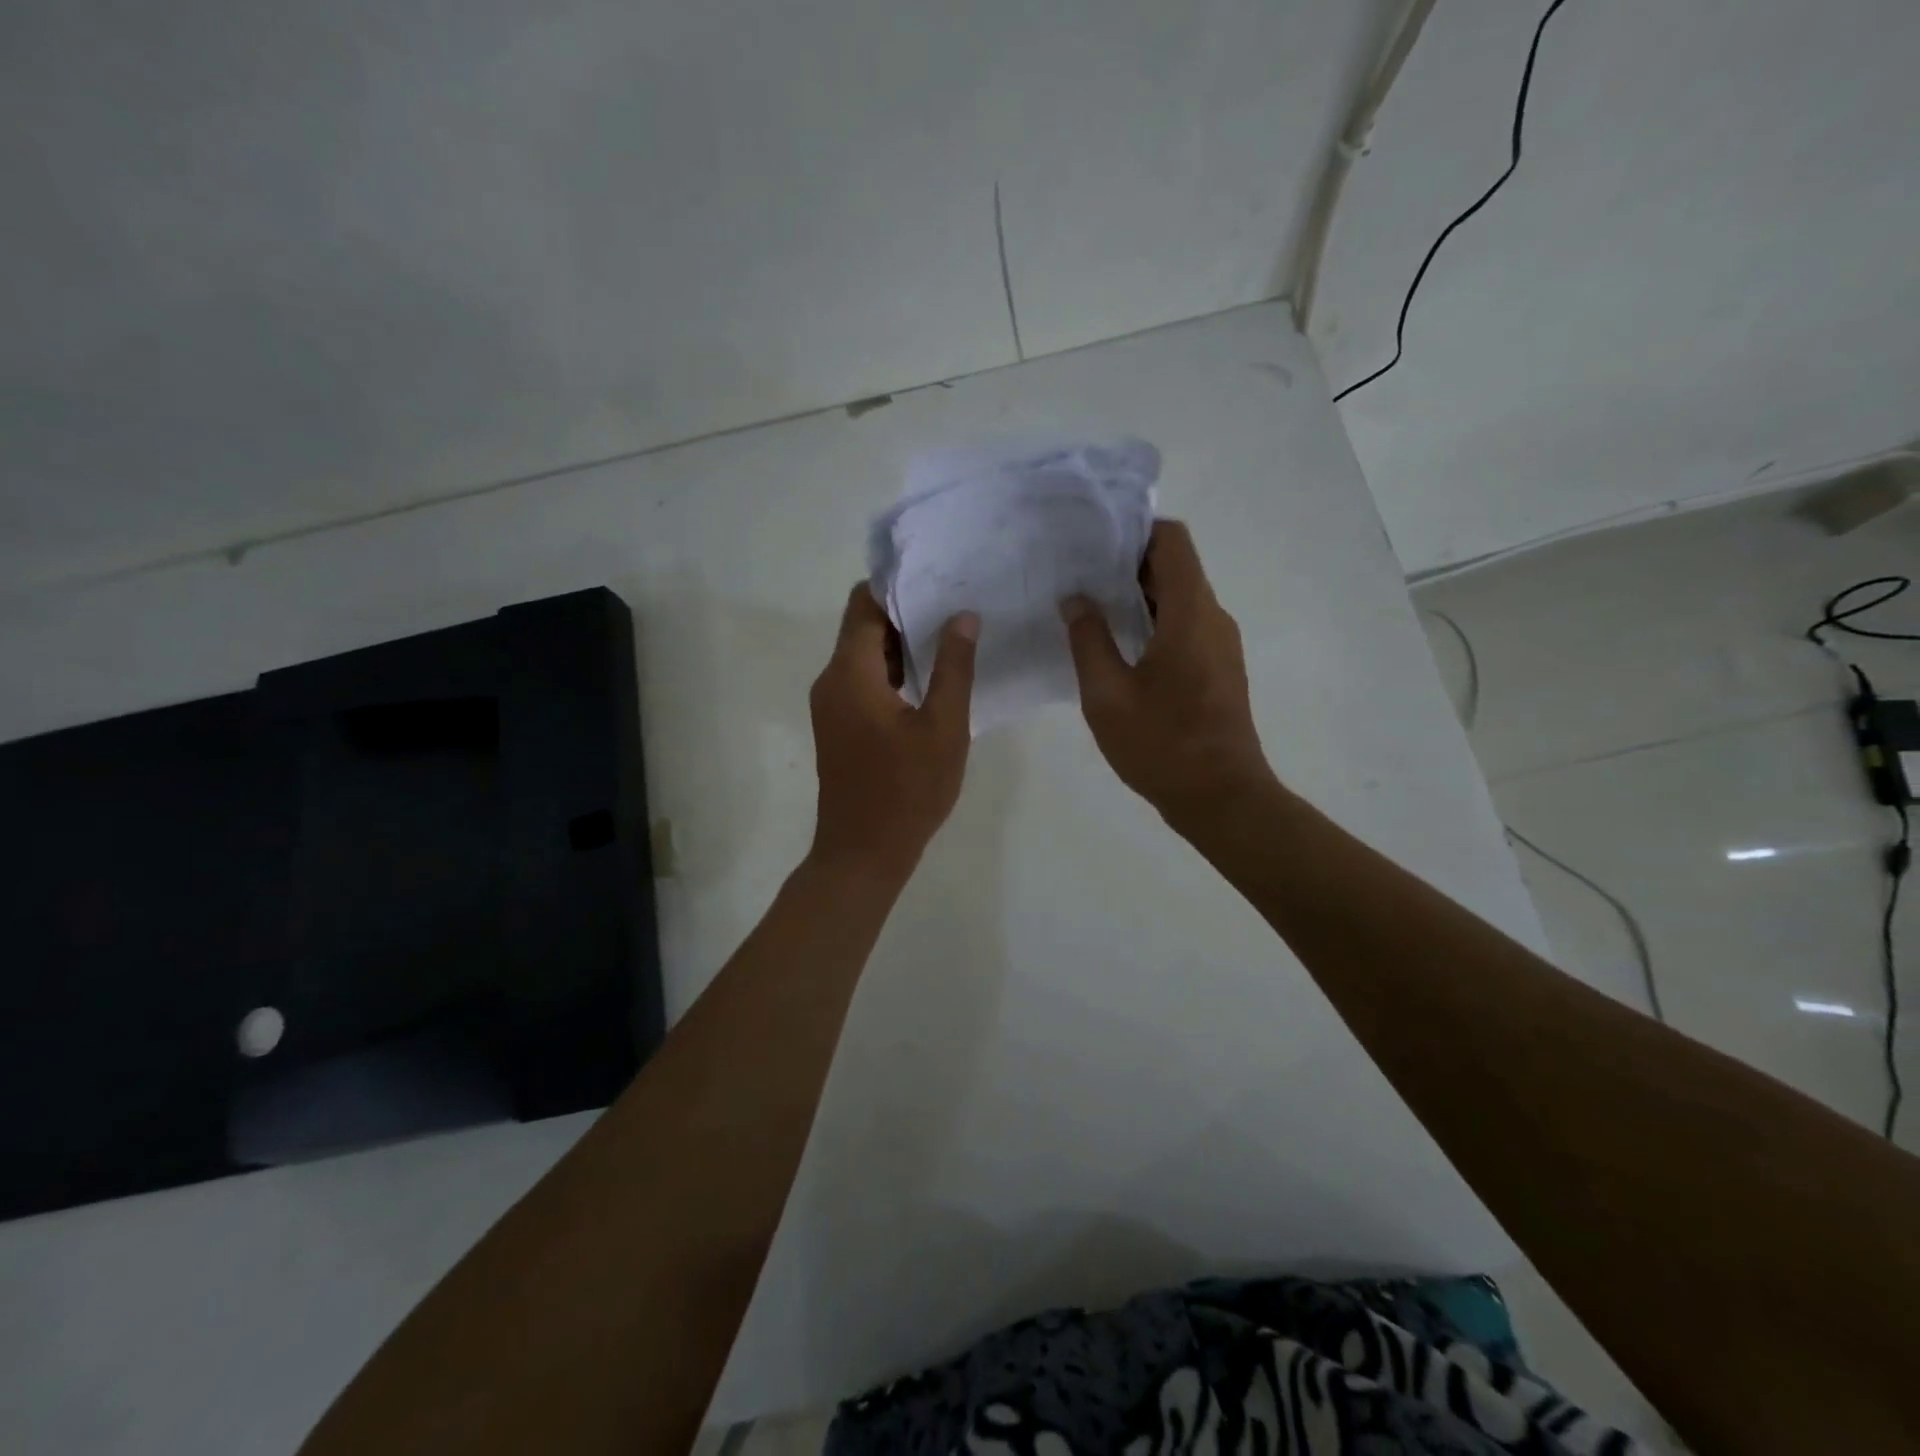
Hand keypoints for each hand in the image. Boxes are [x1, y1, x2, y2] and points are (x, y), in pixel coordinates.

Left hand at [808, 583, 978, 878]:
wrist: (863, 853)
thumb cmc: (907, 790)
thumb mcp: (943, 727)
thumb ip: (953, 667)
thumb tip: (963, 616)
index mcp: (850, 672)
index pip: (864, 603)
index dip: (898, 585)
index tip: (938, 575)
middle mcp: (831, 680)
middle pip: (862, 626)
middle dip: (905, 612)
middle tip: (955, 603)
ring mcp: (831, 705)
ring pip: (864, 656)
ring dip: (901, 644)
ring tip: (950, 636)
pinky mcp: (838, 727)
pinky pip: (863, 682)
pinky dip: (892, 672)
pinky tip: (931, 678)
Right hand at [1061, 520, 1274, 826]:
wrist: (1221, 798)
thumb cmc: (1162, 744)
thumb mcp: (1107, 694)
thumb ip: (1088, 640)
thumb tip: (1076, 600)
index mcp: (1191, 613)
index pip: (1172, 541)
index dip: (1135, 531)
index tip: (1094, 543)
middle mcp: (1213, 618)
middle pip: (1175, 568)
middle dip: (1128, 565)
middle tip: (1079, 574)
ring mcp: (1221, 645)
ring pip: (1180, 600)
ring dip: (1139, 598)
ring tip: (1091, 608)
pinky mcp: (1219, 670)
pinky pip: (1186, 628)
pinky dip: (1154, 624)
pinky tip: (1119, 647)